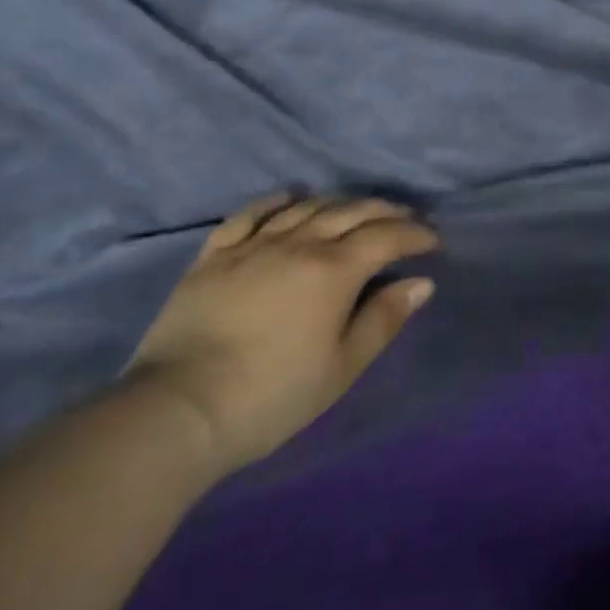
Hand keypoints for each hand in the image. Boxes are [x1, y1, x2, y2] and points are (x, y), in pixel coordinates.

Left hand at [128, 194, 437, 474]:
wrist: (176, 411)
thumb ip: (383, 319)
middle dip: (386, 212)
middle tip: (405, 220)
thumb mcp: (341, 367)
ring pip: (306, 207)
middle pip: (351, 212)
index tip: (433, 243)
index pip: (387, 237)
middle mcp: (299, 244)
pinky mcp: (213, 255)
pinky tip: (290, 198)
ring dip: (340, 203)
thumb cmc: (271, 395)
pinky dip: (276, 201)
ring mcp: (253, 245)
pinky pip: (250, 214)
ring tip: (356, 210)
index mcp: (334, 270)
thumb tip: (421, 283)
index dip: (416, 235)